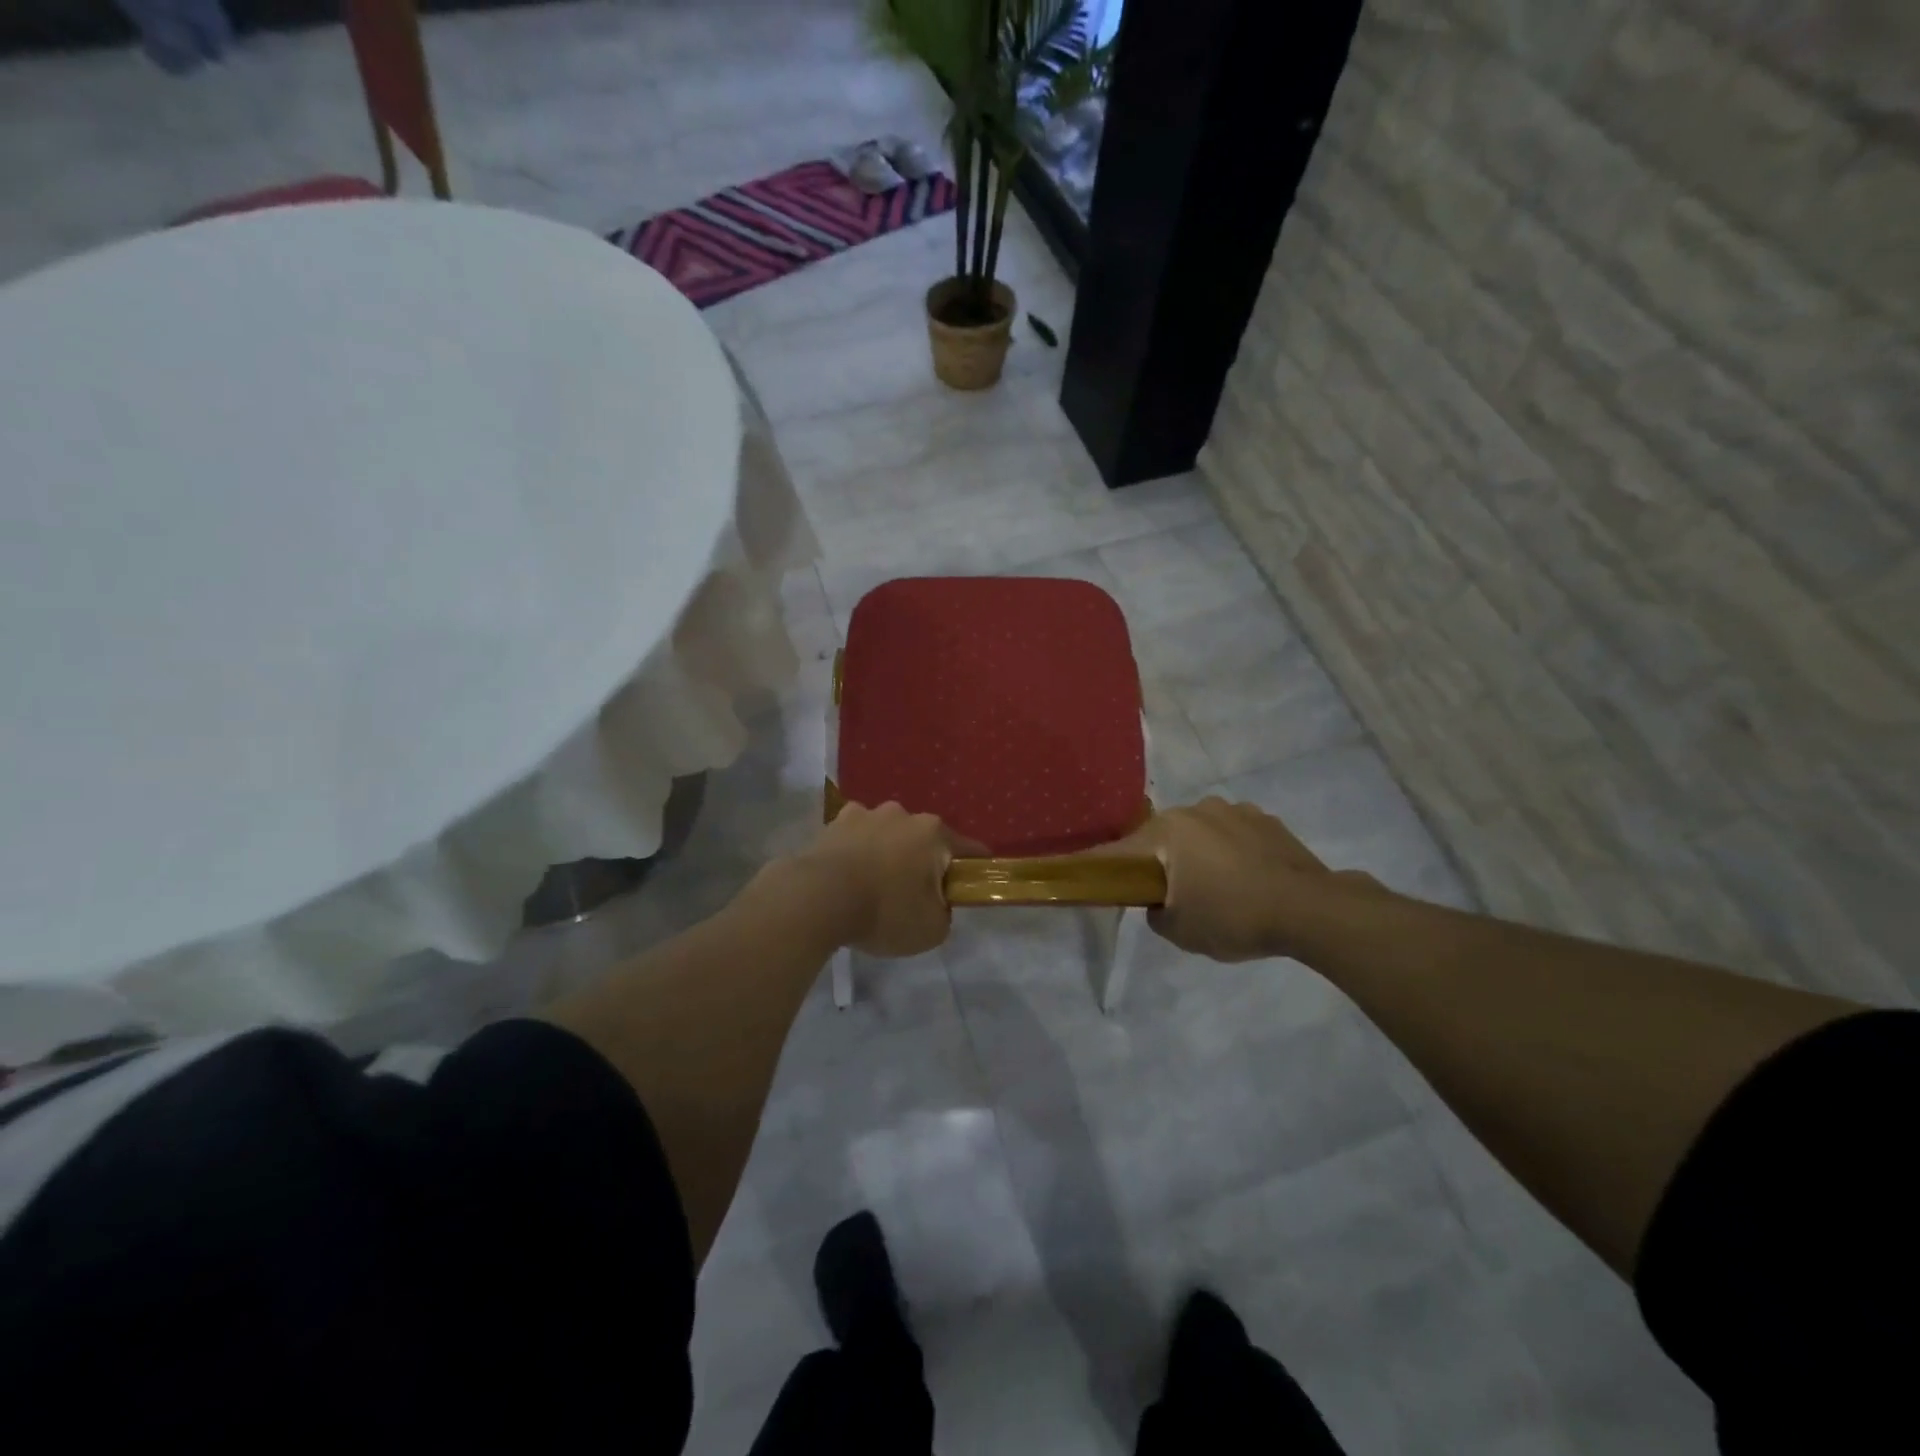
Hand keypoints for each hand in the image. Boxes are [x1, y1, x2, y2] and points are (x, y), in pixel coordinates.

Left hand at [794, 802, 986, 956]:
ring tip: (874, 885)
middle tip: (914, 896)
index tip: (971, 887)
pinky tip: (848, 876)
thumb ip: (944, 913)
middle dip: (924, 862)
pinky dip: (857, 852)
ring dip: (888, 853)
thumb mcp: (932, 929)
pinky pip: (856, 837)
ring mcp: (866, 814)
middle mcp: (903, 814)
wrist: (817, 898)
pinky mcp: (834, 822)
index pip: (969, 849)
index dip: (975, 869)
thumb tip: (937, 903)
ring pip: (888, 834)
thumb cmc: (884, 911)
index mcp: (934, 833)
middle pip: (924, 840)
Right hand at [1092, 797, 1387, 961]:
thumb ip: (1156, 912)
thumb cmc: (1234, 916)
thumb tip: (1161, 901)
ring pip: (1201, 834)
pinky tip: (1247, 881)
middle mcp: (1197, 809)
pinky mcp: (1267, 820)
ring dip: (1200, 855)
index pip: (1121, 850)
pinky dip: (1232, 853)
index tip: (1093, 878)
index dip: (1103, 866)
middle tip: (1172, 895)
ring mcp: (1236, 810)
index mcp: (1168, 830)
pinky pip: (1234, 836)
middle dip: (1163, 862)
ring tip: (1218, 889)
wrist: (1312, 910)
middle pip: (1165, 838)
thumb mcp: (1179, 931)